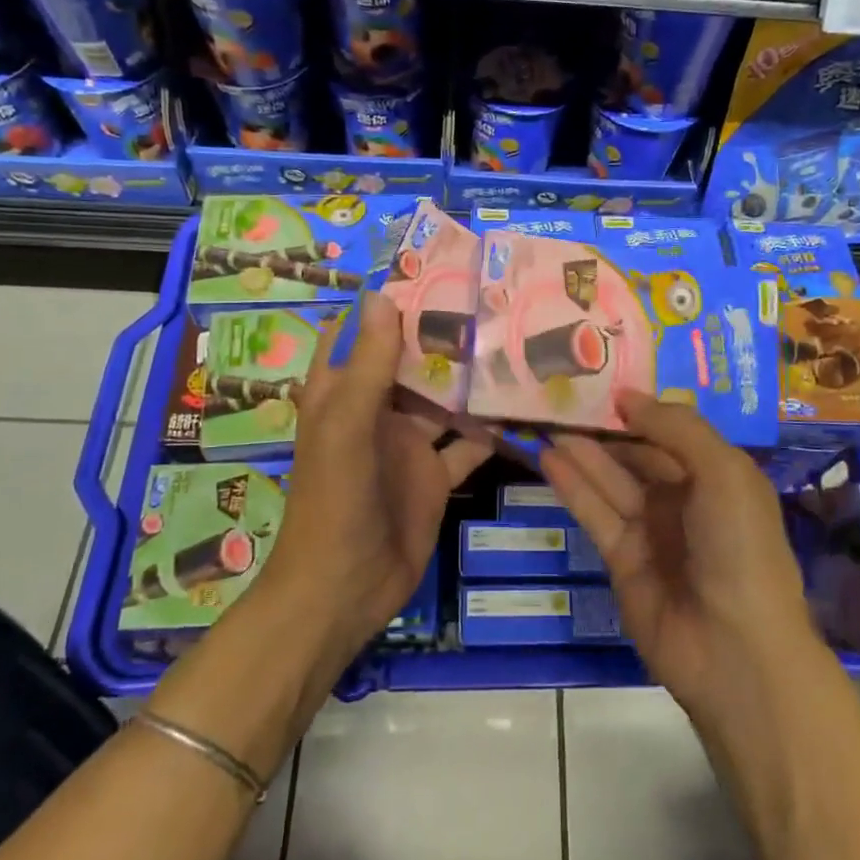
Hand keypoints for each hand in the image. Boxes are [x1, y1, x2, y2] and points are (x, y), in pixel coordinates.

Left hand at [261, 292, 490, 671]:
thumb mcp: (347, 427)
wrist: (344, 589)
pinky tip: (525, 406)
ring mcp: (409, 444)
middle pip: (411, 362)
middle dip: (445, 335)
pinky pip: (468, 444)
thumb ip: (367, 365)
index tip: (431, 270)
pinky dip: (492, 428)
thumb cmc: (334, 501)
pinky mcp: (436, 476)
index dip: (388, 303)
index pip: (362, 332)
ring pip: (445, 400)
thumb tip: (383, 295)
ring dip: (473, 379)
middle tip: (494, 300)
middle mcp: (377, 410)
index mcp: (343, 392)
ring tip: (518, 343)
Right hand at [540, 392, 813, 737]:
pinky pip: (595, 513)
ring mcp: (652, 531)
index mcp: (717, 476)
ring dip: (581, 451)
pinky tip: (547, 458)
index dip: (640, 408)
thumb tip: (628, 396)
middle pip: (637, 454)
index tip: (602, 379)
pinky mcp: (622, 560)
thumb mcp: (722, 472)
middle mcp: (684, 499)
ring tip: (545, 419)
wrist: (734, 648)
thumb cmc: (739, 546)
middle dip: (604, 428)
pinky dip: (572, 486)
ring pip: (610, 480)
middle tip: (560, 396)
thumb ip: (676, 428)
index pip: (672, 432)